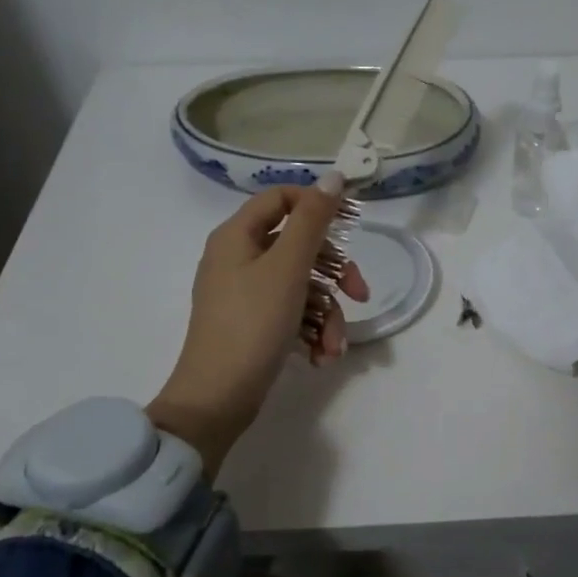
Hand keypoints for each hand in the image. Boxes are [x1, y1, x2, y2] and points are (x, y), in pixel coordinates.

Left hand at [148, 174, 367, 473]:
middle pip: (299, 246)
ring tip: (334, 348)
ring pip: (302, 286)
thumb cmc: (252, 324)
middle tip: (360, 294)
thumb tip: (333, 177)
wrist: (217, 399)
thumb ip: (313, 220)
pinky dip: (311, 332)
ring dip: (327, 315)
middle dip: (334, 274)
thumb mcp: (288, 267)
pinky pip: (291, 313)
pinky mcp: (253, 325)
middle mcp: (238, 258)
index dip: (318, 205)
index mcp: (238, 236)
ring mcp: (245, 294)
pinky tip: (321, 357)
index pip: (281, 199)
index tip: (352, 223)